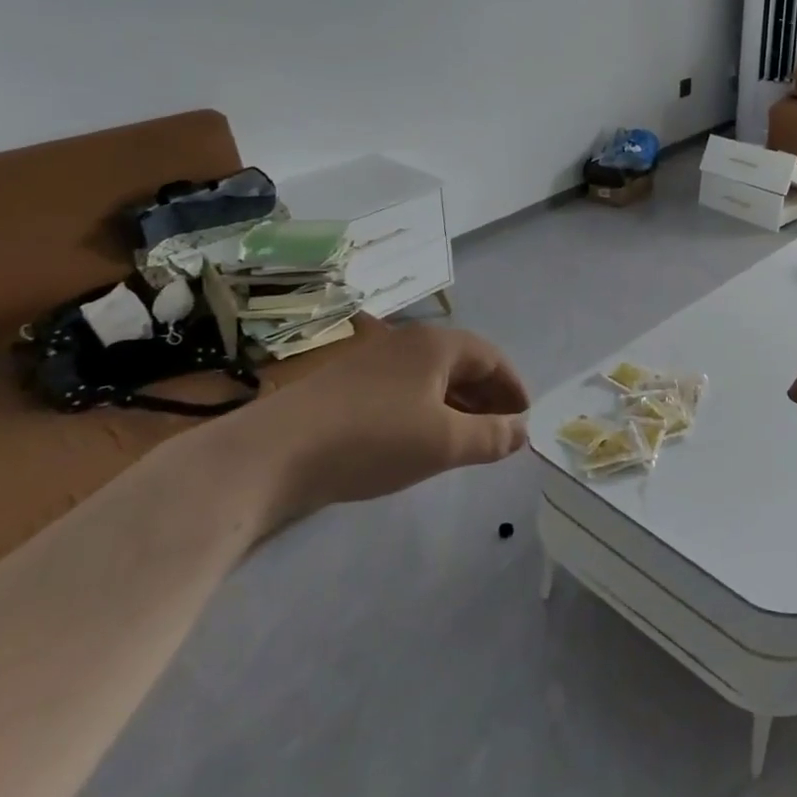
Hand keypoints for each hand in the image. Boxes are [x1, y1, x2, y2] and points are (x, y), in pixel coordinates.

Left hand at [246, 322, 530, 520]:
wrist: (272, 454)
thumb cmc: (373, 439)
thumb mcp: (444, 443)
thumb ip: (491, 437)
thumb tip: (522, 432)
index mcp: (436, 344)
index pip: (491, 357)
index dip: (513, 387)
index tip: (524, 418)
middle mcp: (406, 342)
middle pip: (461, 364)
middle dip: (486, 397)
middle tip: (502, 431)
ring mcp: (371, 361)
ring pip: (430, 378)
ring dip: (456, 405)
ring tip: (467, 439)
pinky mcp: (345, 385)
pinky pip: (403, 390)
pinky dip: (425, 411)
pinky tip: (420, 440)